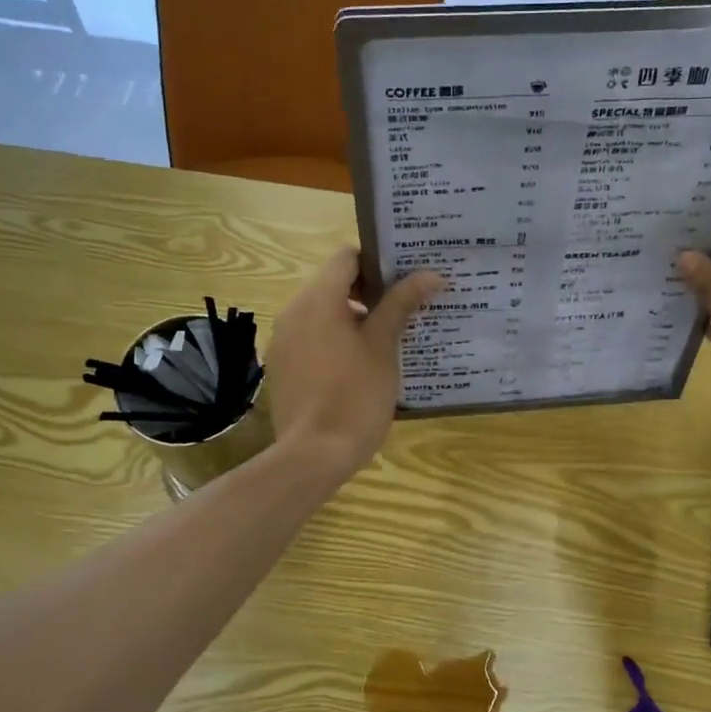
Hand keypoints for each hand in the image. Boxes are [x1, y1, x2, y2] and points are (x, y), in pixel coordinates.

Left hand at [265, 248, 441, 484]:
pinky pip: (310, 338)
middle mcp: (293, 311)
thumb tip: (429, 274)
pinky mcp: (281, 366)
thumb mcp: (383, 347)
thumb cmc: (355, 395)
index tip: (404, 280)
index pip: (346, 257)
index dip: (377, 262)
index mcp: (318, 299)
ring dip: (351, 318)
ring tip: (385, 340)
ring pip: (321, 312)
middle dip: (368, 292)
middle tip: (404, 309)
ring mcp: (283, 340)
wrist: (313, 455)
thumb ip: (401, 304)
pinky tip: (358, 367)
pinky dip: (333, 340)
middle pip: (332, 284)